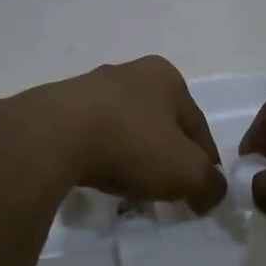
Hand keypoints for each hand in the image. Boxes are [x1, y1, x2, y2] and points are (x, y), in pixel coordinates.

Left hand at [26, 56, 225, 211]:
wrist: (52, 136)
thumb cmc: (131, 144)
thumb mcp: (186, 172)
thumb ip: (210, 184)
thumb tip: (213, 192)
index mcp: (167, 77)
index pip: (198, 125)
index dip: (206, 162)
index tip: (202, 192)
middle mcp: (130, 72)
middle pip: (161, 123)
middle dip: (167, 155)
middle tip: (168, 190)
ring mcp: (90, 87)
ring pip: (125, 127)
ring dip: (132, 154)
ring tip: (130, 188)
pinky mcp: (58, 107)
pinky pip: (91, 135)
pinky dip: (101, 155)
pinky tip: (97, 177)